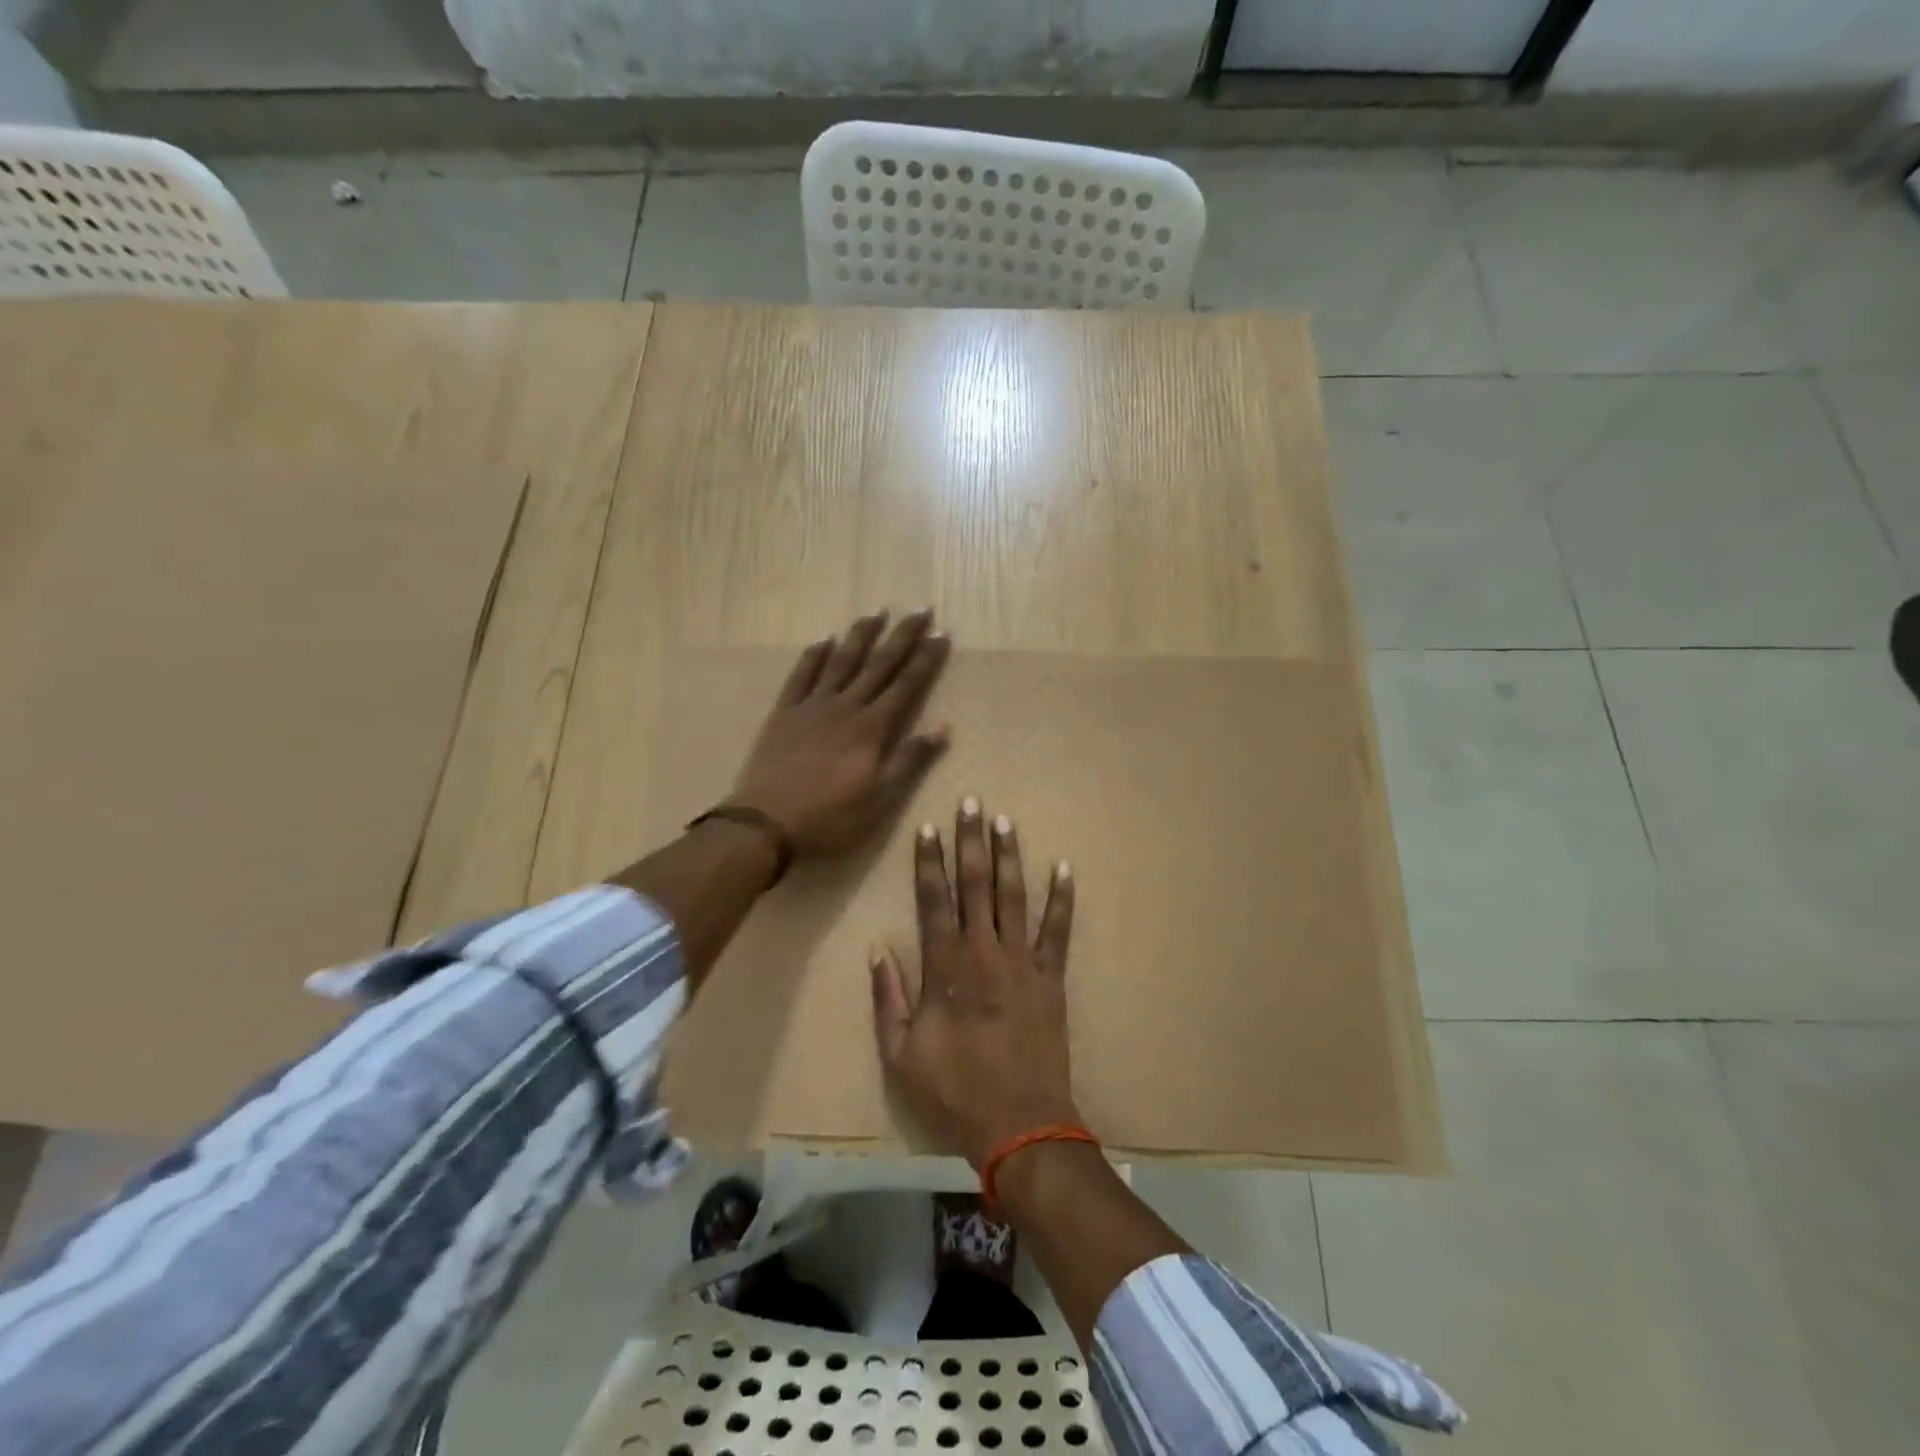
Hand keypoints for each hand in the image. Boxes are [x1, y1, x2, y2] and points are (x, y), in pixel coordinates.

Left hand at [729, 610, 951, 855]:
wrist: (767, 822)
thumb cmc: (830, 816)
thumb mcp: (880, 797)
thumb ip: (910, 759)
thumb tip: (943, 726)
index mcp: (871, 728)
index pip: (906, 685)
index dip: (926, 659)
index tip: (942, 634)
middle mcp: (845, 706)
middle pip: (878, 664)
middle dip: (902, 636)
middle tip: (920, 610)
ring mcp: (812, 706)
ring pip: (841, 661)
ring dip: (861, 635)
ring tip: (876, 612)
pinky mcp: (785, 712)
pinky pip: (801, 675)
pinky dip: (814, 655)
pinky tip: (824, 639)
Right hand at [870, 797, 1077, 1167]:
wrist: (1019, 1123)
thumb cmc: (954, 1090)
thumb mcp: (900, 1053)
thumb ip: (888, 998)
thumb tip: (878, 950)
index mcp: (945, 966)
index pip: (933, 899)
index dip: (929, 861)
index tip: (929, 826)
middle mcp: (983, 951)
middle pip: (975, 884)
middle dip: (971, 841)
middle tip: (972, 803)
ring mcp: (1022, 961)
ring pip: (1013, 896)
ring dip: (1009, 856)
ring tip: (1006, 821)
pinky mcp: (1051, 977)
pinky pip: (1058, 930)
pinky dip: (1062, 899)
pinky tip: (1064, 868)